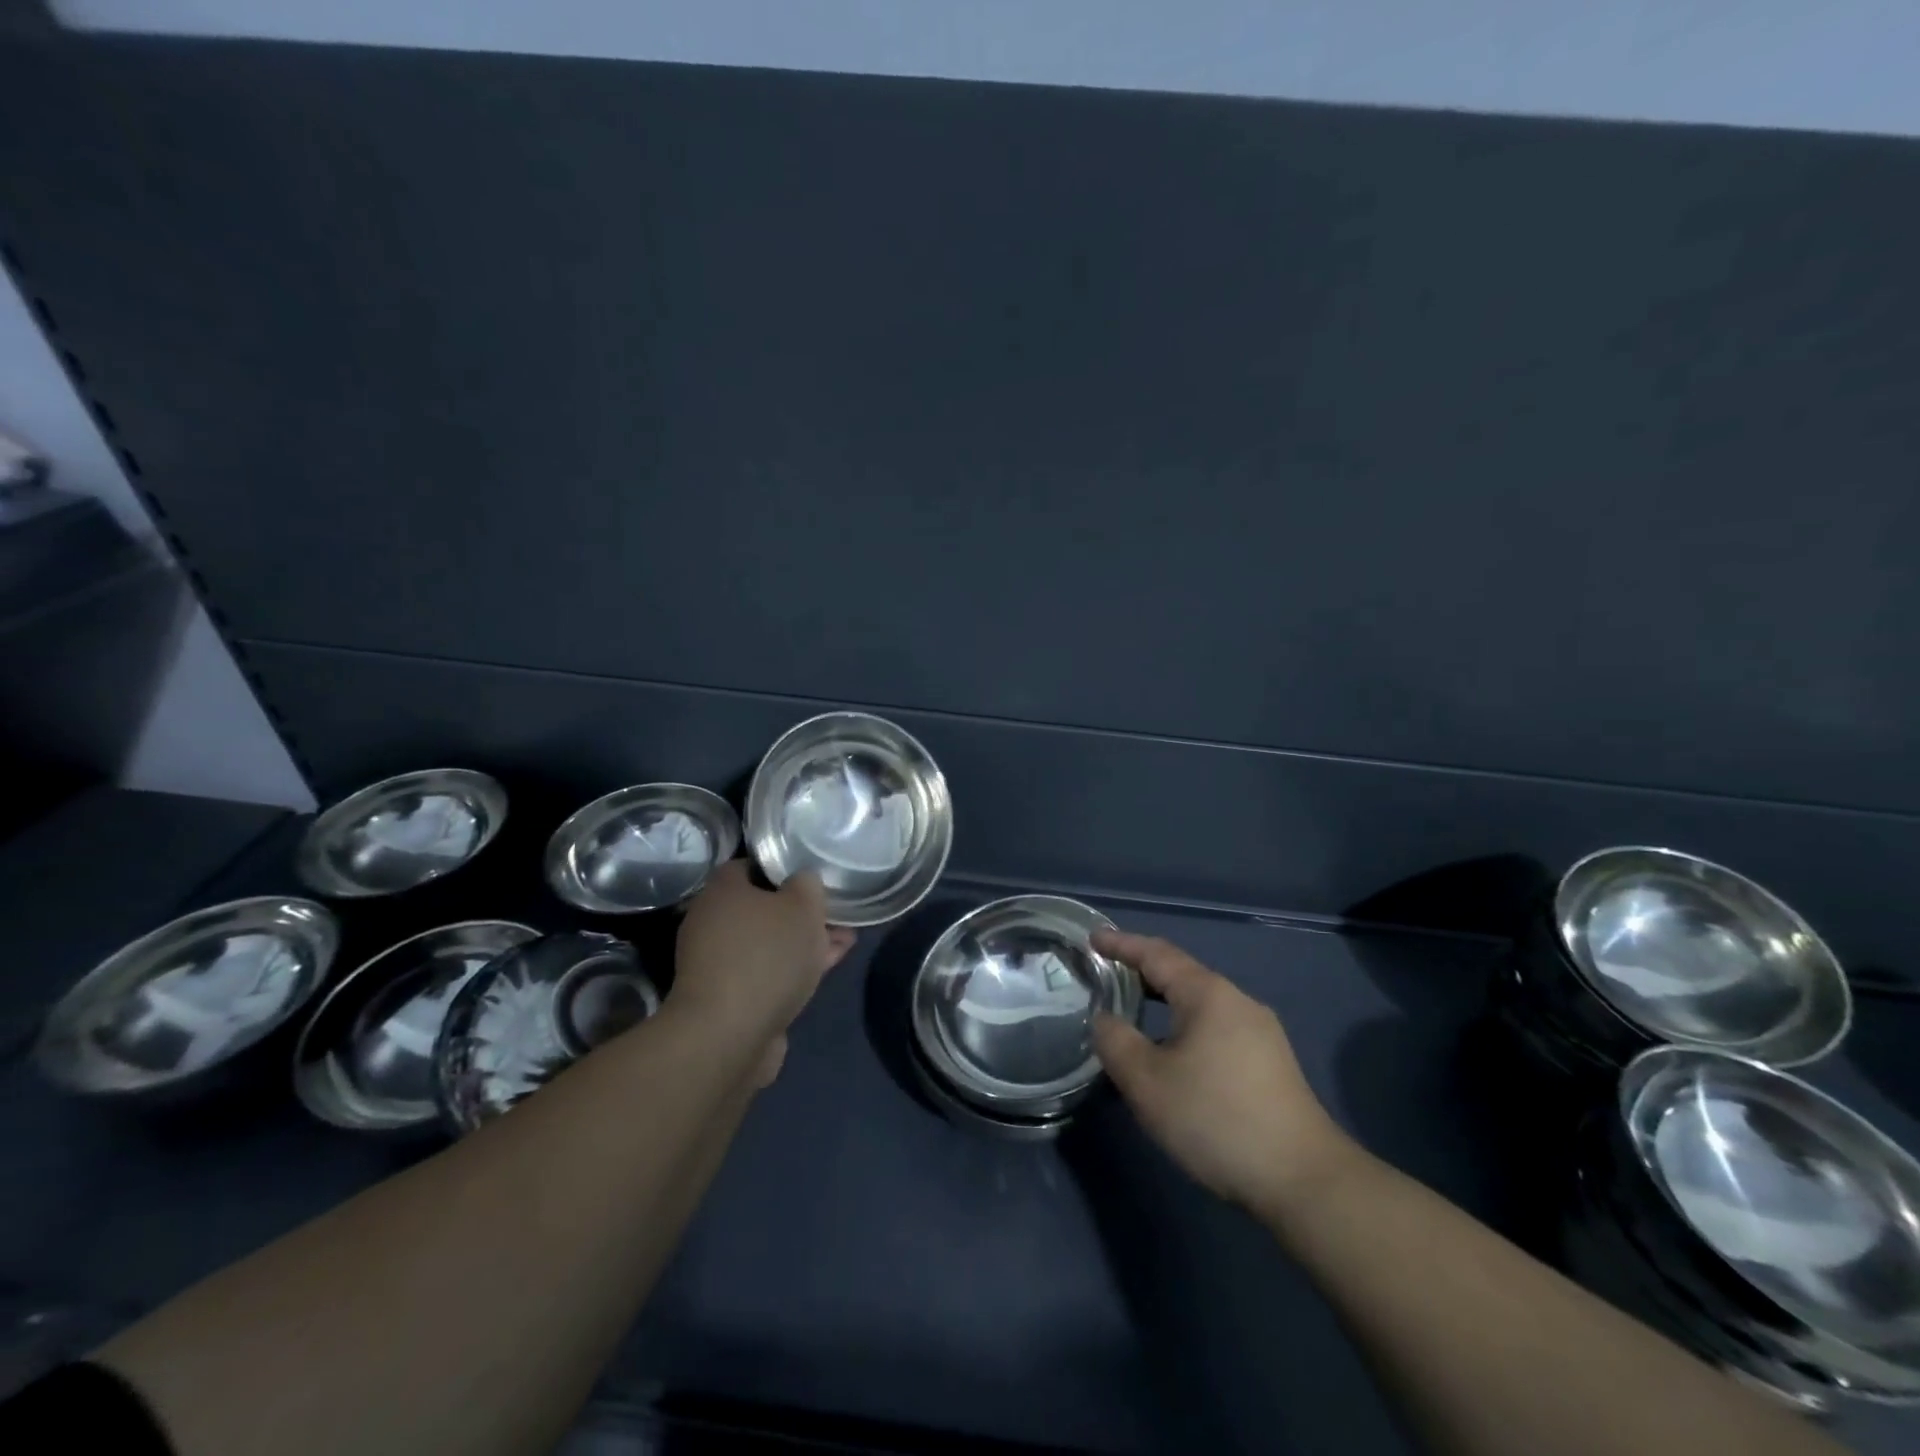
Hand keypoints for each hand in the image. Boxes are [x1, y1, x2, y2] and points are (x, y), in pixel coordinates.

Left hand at [673, 861, 855, 1082]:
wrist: (729, 1036)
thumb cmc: (766, 956)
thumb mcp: (802, 906)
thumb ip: (808, 884)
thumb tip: (804, 881)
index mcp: (722, 890)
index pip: (752, 866)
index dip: (786, 869)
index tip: (814, 877)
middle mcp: (712, 922)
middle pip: (763, 907)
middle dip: (801, 911)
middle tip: (837, 914)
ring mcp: (718, 963)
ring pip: (769, 942)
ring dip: (804, 942)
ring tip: (845, 942)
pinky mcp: (729, 997)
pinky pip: (768, 971)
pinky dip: (794, 968)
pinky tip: (827, 967)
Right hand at [1091, 929, 1357, 1216]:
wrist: (1303, 1179)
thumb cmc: (1216, 1118)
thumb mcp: (1148, 1082)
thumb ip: (1116, 1042)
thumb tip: (1104, 1019)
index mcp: (1208, 994)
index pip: (1156, 954)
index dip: (1121, 944)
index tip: (1092, 938)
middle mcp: (1237, 1001)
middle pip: (1181, 974)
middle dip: (1141, 971)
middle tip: (1106, 973)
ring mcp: (1261, 1032)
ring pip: (1201, 1003)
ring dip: (1164, 1001)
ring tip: (1134, 1010)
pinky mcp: (1271, 1062)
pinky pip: (1216, 1026)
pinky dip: (1185, 1024)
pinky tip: (1174, 1051)